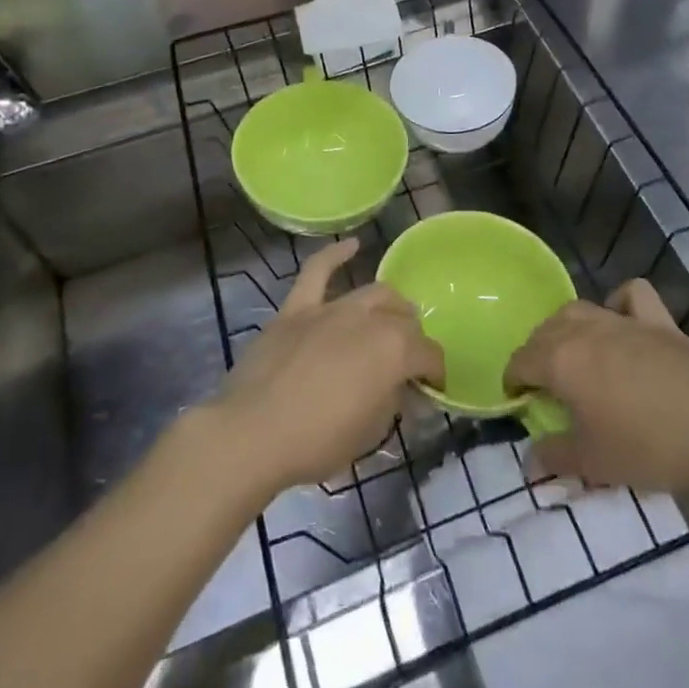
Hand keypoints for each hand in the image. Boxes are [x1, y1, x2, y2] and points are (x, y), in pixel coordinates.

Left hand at [209, 240, 442, 493]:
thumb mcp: (370, 433)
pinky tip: (352, 245)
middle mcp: (369, 319)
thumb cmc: (317, 442)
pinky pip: (317, 271)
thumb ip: (392, 402)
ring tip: (392, 318)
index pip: (429, 354)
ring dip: (389, 305)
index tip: (432, 388)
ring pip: (373, 293)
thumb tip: (400, 388)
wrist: (252, 434)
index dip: (435, 372)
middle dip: (413, 339)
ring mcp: (331, 309)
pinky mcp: (297, 308)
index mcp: (394, 351)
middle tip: (406, 362)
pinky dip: (335, 255)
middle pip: (404, 319)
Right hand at [506, 280, 688, 493]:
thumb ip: (554, 457)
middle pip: (545, 330)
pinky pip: (630, 296)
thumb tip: (530, 459)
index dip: (513, 381)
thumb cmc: (649, 447)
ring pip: (580, 309)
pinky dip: (620, 303)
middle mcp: (585, 329)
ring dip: (567, 328)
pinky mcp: (659, 321)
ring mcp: (624, 320)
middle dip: (536, 353)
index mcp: (560, 360)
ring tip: (575, 356)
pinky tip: (622, 324)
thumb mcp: (593, 464)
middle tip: (546, 387)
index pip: (520, 360)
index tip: (518, 403)